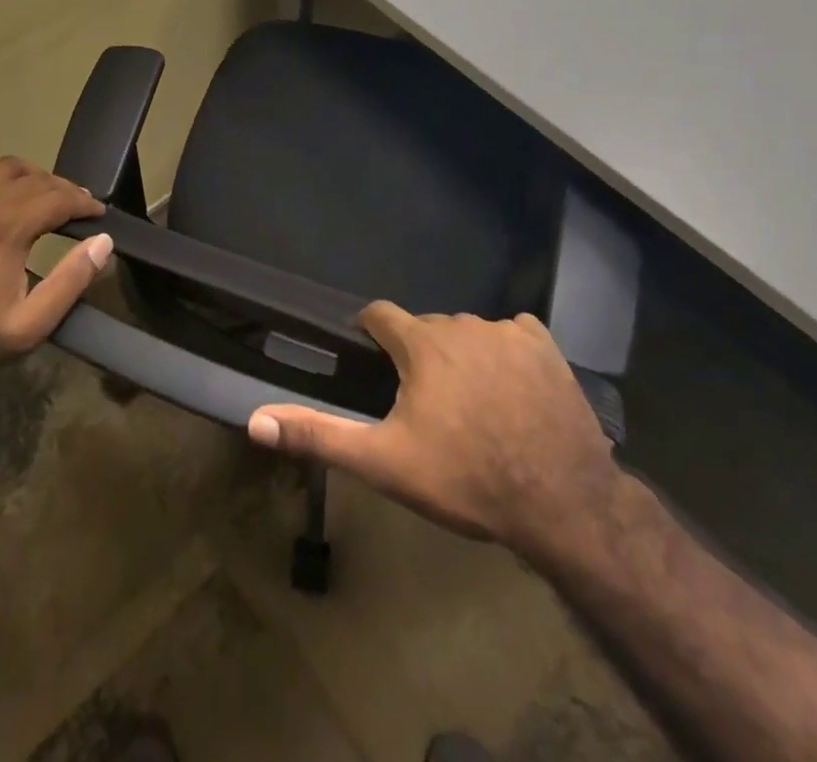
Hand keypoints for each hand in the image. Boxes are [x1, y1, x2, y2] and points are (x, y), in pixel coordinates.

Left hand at [0, 158, 109, 378]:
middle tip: (78, 207)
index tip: (98, 214)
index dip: (84, 202)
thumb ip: (71, 282)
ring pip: (4, 166)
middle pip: (35, 178)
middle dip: (63, 189)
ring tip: (42, 196)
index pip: (58, 197)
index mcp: (6, 227)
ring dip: (30, 177)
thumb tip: (103, 242)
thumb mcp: (29, 326)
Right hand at [247, 304, 620, 554]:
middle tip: (423, 400)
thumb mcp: (385, 463)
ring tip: (470, 401)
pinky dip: (505, 351)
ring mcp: (507, 331)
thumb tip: (256, 421)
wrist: (561, 501)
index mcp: (421, 343)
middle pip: (426, 327)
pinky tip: (512, 387)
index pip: (380, 314)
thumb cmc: (466, 479)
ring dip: (461, 354)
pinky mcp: (545, 345)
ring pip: (468, 331)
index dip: (370, 331)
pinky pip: (513, 333)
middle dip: (418, 352)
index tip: (370, 355)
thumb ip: (319, 434)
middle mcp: (461, 324)